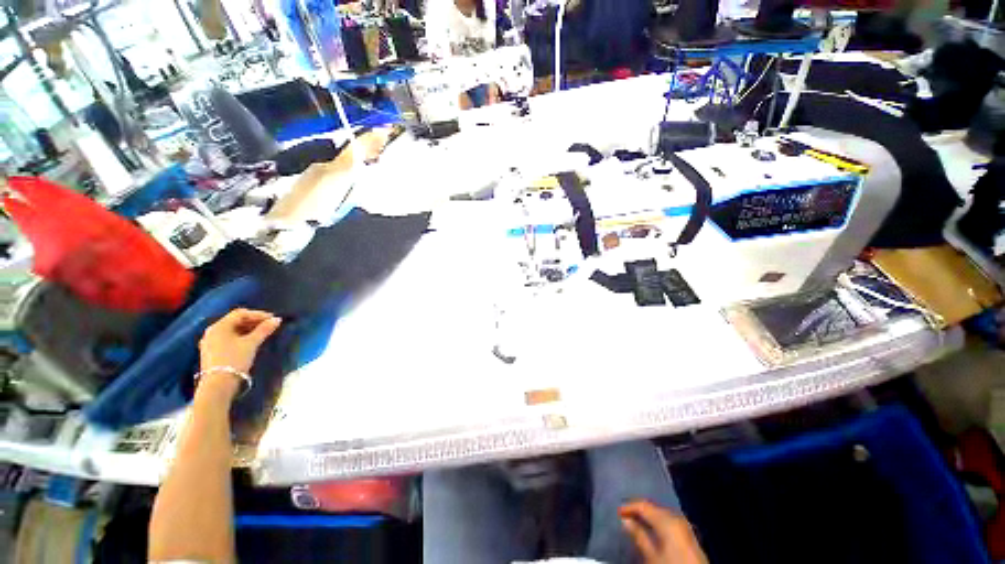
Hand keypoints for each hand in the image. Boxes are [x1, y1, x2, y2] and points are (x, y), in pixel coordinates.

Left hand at [198, 309, 281, 397]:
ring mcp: (209, 342)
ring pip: (231, 330)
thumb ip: (264, 330)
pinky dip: (240, 337)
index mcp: (219, 326)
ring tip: (261, 334)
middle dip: (253, 322)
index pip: (240, 313)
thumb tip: (277, 319)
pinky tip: (249, 342)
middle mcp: (212, 331)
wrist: (218, 384)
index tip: (273, 319)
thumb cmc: (234, 359)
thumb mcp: (252, 343)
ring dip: (247, 330)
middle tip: (269, 326)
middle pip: (235, 321)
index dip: (258, 314)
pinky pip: (227, 338)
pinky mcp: (211, 352)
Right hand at [619, 500, 706, 563]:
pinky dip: (657, 522)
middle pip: (653, 508)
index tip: (618, 511)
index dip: (629, 506)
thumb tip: (625, 520)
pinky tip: (652, 529)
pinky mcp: (688, 534)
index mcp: (667, 517)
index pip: (643, 504)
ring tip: (636, 521)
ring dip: (648, 516)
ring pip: (661, 514)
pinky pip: (668, 521)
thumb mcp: (652, 555)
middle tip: (625, 515)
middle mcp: (676, 516)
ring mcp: (684, 524)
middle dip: (639, 510)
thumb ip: (639, 536)